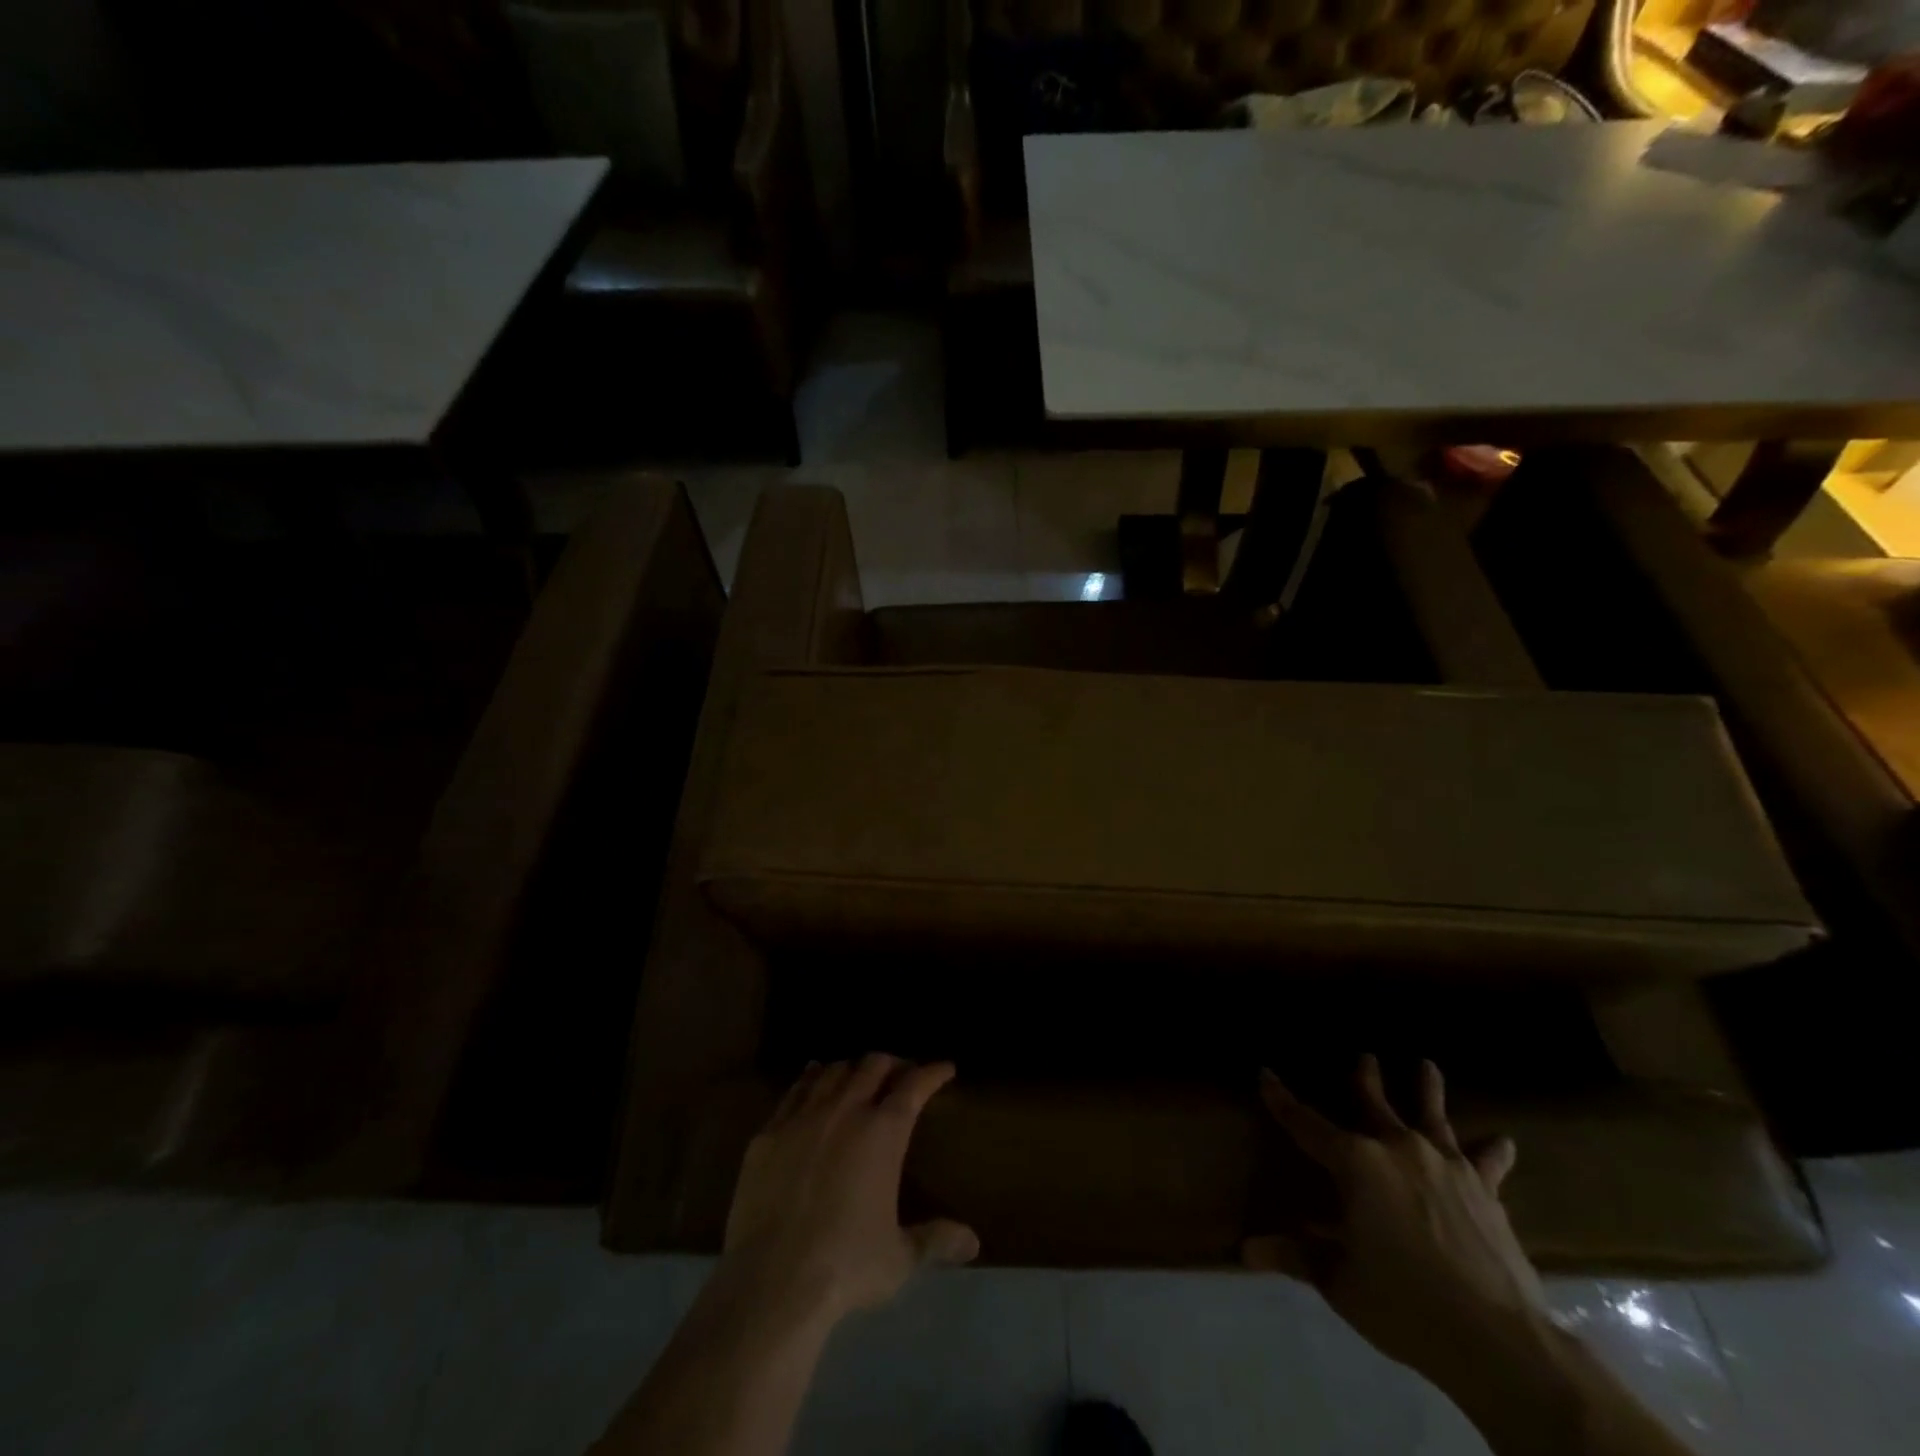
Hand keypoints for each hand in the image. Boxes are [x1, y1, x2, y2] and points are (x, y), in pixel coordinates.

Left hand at [721, 1055, 978, 1325]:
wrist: (771, 1282)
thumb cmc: (845, 1266)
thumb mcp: (900, 1259)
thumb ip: (935, 1241)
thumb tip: (973, 1242)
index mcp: (883, 1132)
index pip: (914, 1085)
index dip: (933, 1072)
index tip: (945, 1069)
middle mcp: (845, 1111)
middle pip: (873, 1065)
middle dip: (893, 1064)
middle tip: (902, 1074)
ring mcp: (803, 1118)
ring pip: (833, 1071)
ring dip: (852, 1069)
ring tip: (859, 1076)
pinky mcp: (769, 1133)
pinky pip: (795, 1090)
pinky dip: (811, 1078)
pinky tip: (813, 1078)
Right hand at [1248, 1055, 1547, 1385]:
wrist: (1498, 1342)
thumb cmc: (1404, 1305)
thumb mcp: (1340, 1282)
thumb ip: (1297, 1256)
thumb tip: (1247, 1251)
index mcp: (1355, 1163)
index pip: (1306, 1123)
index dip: (1281, 1100)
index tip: (1265, 1074)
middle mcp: (1398, 1149)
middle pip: (1374, 1104)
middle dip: (1365, 1078)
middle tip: (1366, 1056)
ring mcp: (1446, 1166)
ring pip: (1431, 1116)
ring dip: (1427, 1090)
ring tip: (1427, 1065)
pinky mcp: (1485, 1191)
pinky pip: (1486, 1162)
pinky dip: (1492, 1151)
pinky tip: (1503, 1142)